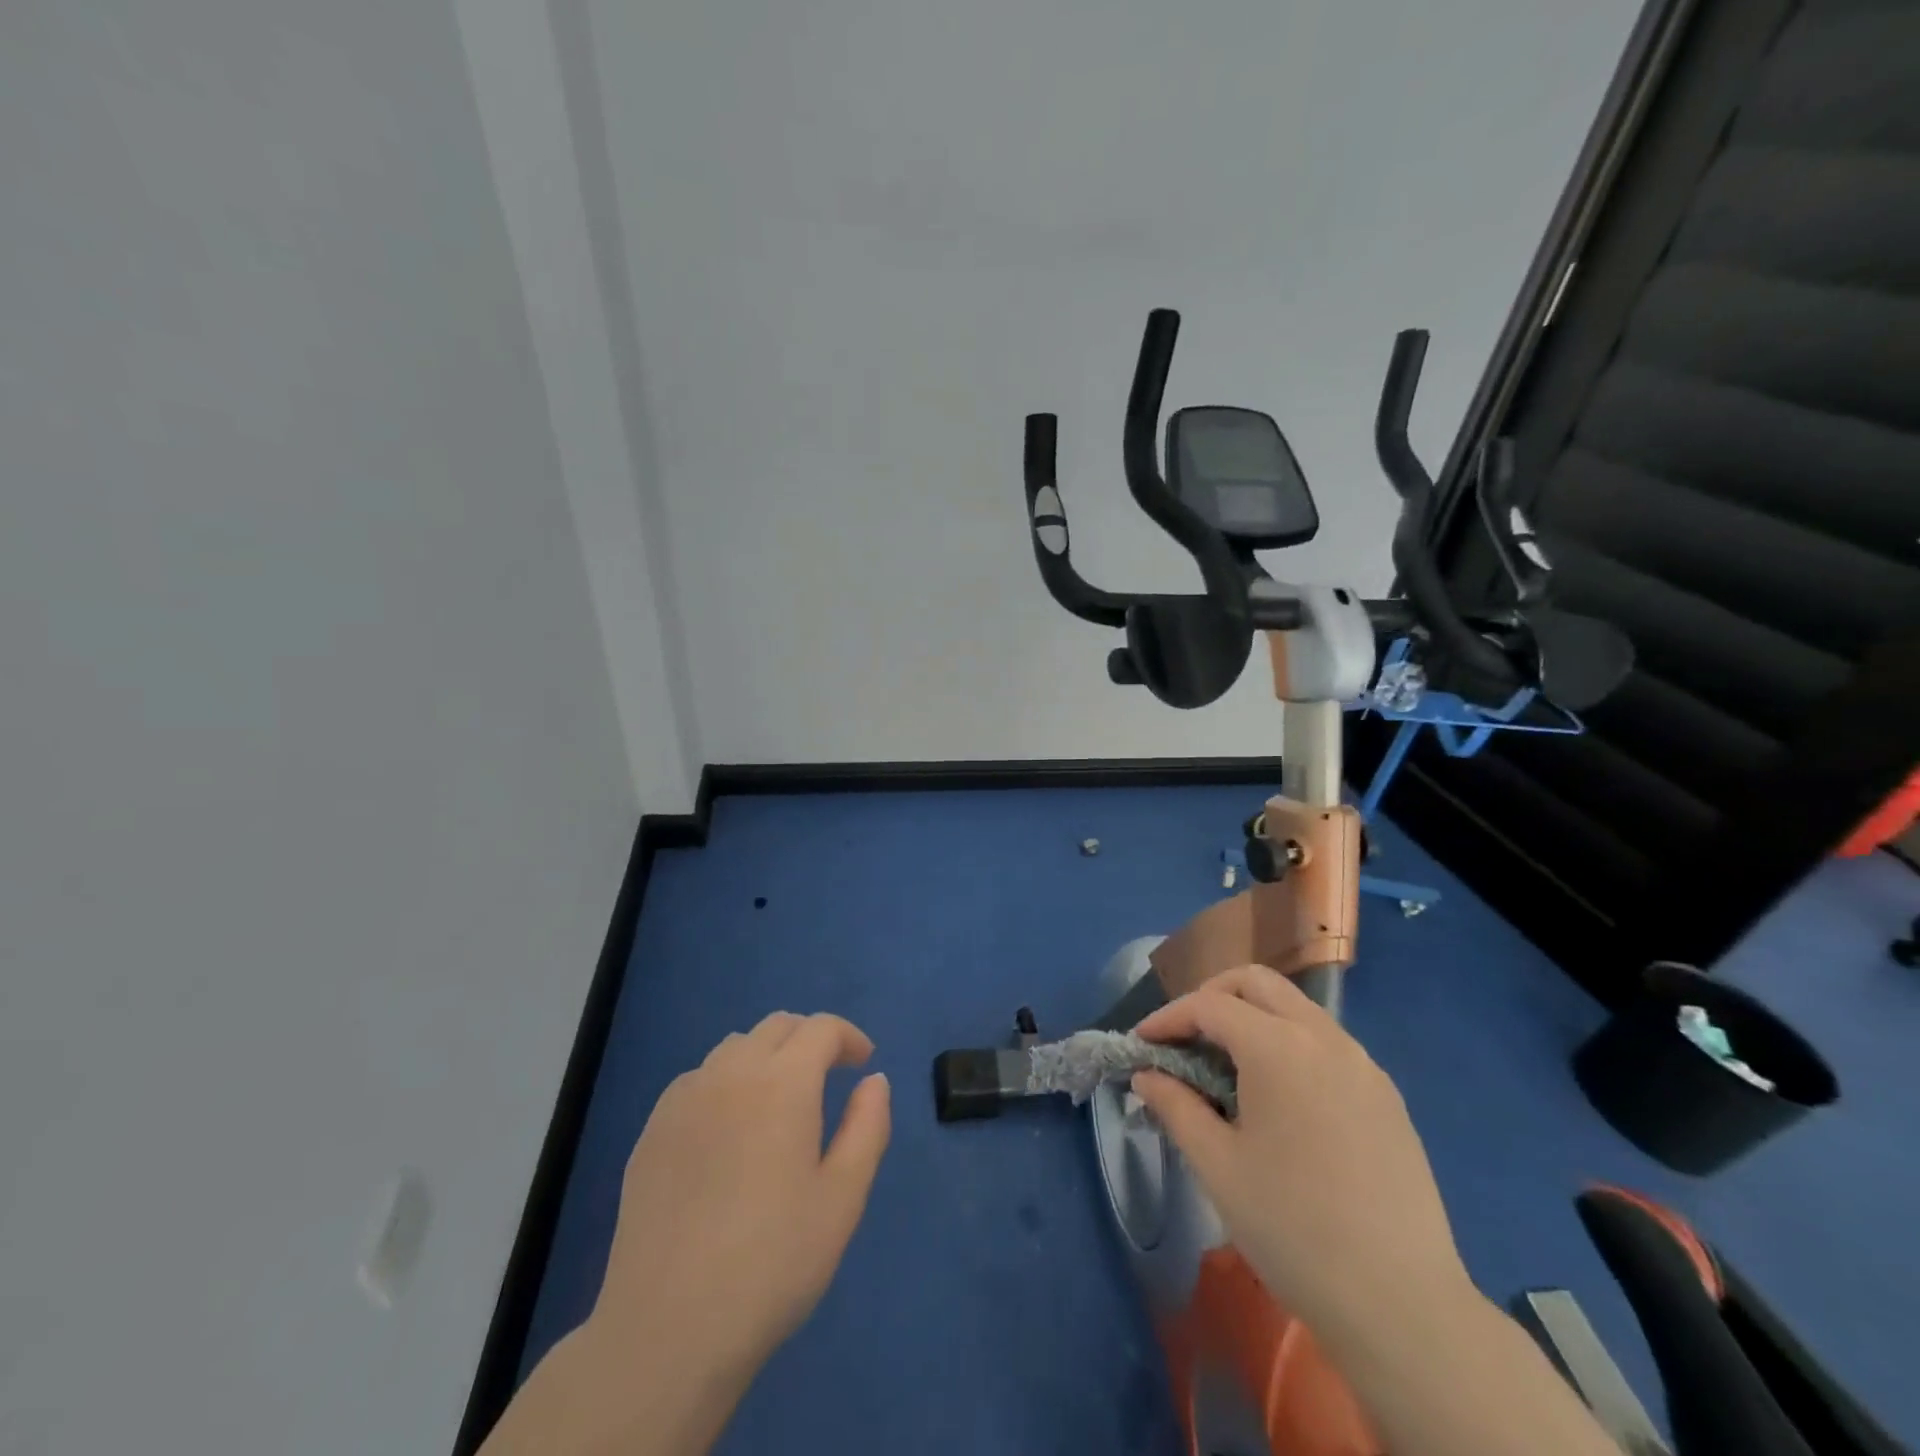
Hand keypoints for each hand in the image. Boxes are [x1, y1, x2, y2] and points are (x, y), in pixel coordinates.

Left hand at [593, 1012, 891, 1377]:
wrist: (668, 1329)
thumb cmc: (772, 1263)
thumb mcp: (842, 1199)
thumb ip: (867, 1127)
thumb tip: (874, 1081)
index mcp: (782, 1083)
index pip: (820, 1029)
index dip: (848, 1037)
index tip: (863, 1065)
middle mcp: (731, 1074)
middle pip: (777, 1027)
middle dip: (810, 1040)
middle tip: (829, 1076)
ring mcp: (684, 1099)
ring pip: (735, 1047)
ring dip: (767, 1056)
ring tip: (780, 1102)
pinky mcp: (652, 1130)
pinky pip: (698, 1079)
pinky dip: (726, 1082)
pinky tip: (729, 1129)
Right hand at [1132, 966, 1470, 1338]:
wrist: (1403, 1306)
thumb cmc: (1293, 1229)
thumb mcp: (1217, 1167)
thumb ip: (1175, 1106)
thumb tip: (1147, 1075)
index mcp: (1279, 1048)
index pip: (1209, 1005)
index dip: (1167, 1018)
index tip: (1141, 1045)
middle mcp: (1324, 1038)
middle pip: (1256, 983)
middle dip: (1211, 997)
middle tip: (1184, 1038)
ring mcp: (1363, 1064)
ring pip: (1295, 1008)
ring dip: (1252, 1017)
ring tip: (1226, 1067)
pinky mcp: (1387, 1095)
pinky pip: (1326, 1043)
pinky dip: (1288, 1044)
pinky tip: (1278, 1097)